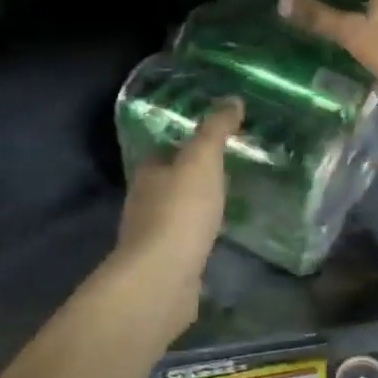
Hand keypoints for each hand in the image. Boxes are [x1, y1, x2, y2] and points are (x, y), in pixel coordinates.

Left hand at [109, 99, 242, 332]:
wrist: (162, 279)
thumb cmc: (180, 211)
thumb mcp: (202, 160)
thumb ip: (216, 130)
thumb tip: (233, 99)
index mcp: (148, 173)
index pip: (165, 152)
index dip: (187, 146)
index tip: (214, 143)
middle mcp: (144, 202)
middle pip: (170, 183)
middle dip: (193, 179)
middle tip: (228, 172)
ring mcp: (152, 238)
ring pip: (177, 215)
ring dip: (197, 210)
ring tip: (228, 204)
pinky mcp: (165, 266)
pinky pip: (186, 244)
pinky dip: (199, 239)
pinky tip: (218, 239)